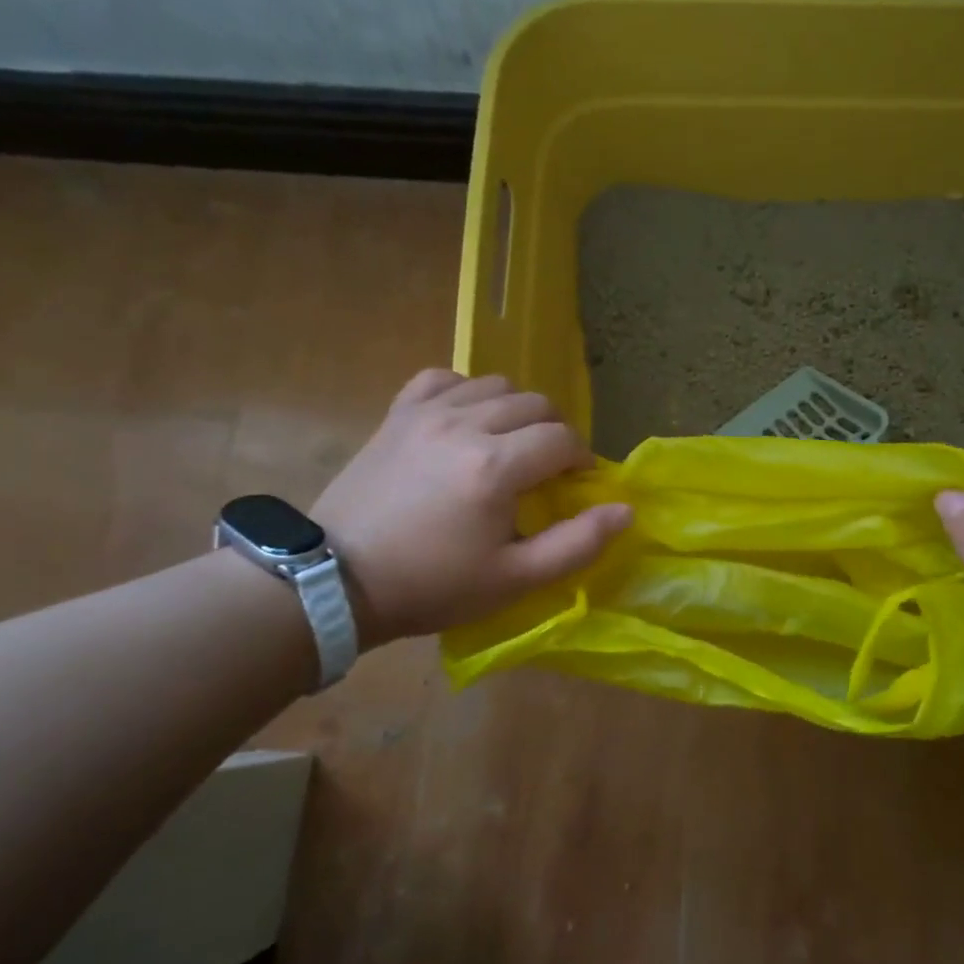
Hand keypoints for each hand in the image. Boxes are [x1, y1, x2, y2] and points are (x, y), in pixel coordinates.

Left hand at [312, 371, 629, 645]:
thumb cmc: (433, 585)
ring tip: (509, 444)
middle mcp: (466, 425)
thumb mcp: (514, 579)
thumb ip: (577, 543)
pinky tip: (465, 419)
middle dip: (554, 433)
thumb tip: (625, 510)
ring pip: (495, 384)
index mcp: (496, 466)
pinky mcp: (398, 414)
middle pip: (536, 404)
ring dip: (516, 410)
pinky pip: (443, 377)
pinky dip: (465, 391)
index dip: (581, 459)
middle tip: (546, 469)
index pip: (563, 439)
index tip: (576, 484)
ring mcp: (427, 413)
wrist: (338, 580)